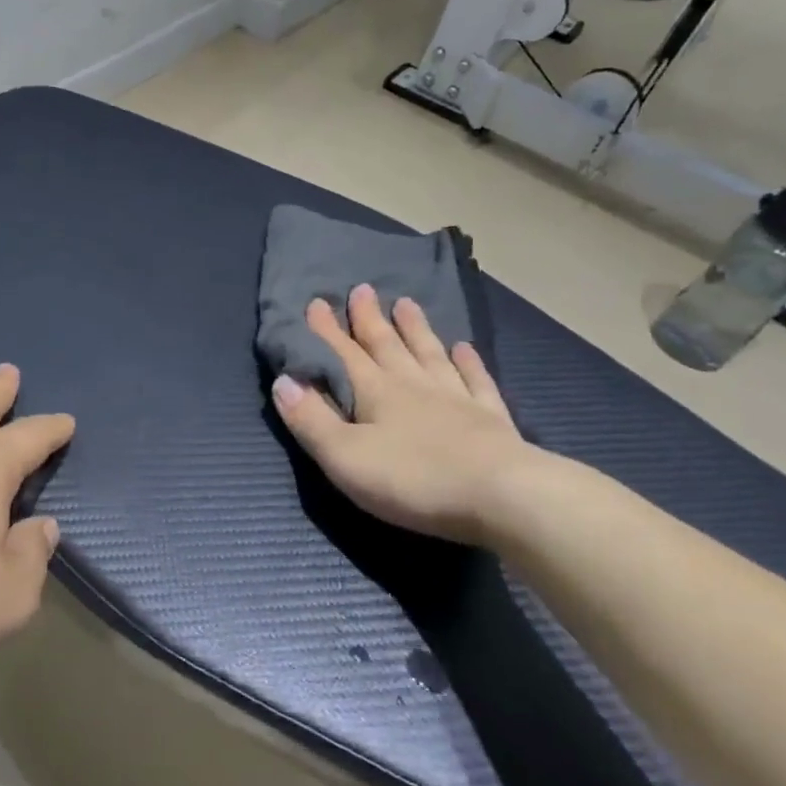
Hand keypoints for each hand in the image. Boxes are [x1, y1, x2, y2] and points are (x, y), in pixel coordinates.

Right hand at [271, 285, 542, 543]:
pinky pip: (476, 381)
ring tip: (407, 304)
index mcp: (376, 393)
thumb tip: (283, 380)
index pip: (343, 354)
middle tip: (363, 289)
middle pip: (387, 345)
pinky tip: (464, 348)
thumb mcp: (344, 456)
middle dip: (369, 319)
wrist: (502, 497)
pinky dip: (468, 362)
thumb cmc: (413, 479)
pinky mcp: (490, 419)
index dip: (326, 330)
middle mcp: (414, 385)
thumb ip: (311, 419)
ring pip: (430, 354)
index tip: (317, 300)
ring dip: (416, 329)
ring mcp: (456, 399)